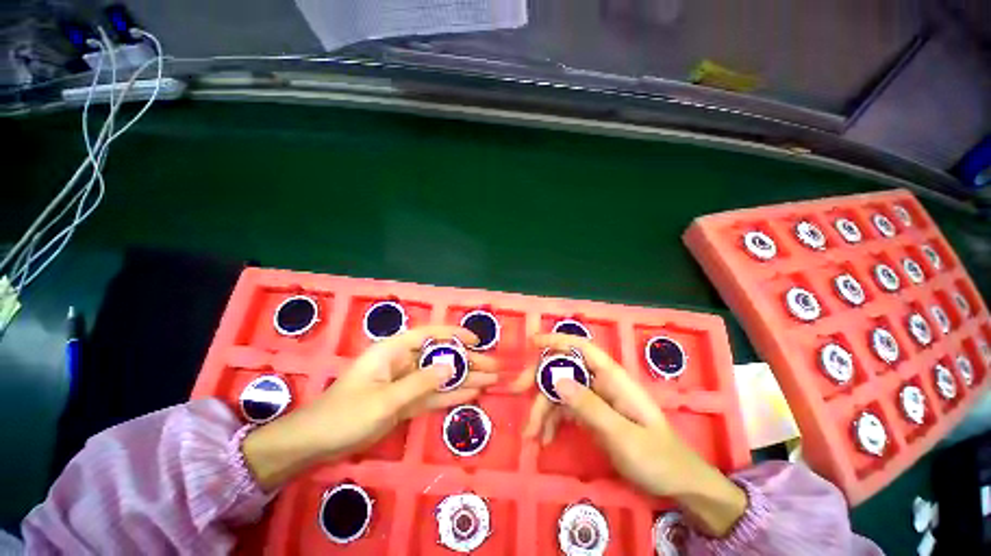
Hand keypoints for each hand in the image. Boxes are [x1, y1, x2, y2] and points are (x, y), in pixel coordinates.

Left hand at [243, 326, 497, 490]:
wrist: (315, 444)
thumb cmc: (345, 414)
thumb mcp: (385, 400)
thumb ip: (420, 382)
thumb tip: (453, 365)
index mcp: (394, 351)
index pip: (430, 334)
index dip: (455, 334)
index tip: (477, 341)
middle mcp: (403, 362)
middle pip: (440, 357)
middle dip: (467, 361)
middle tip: (493, 368)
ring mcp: (406, 382)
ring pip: (440, 376)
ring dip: (464, 378)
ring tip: (490, 380)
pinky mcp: (406, 401)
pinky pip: (433, 395)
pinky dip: (451, 394)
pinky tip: (471, 394)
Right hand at [513, 333, 746, 536]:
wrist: (677, 484)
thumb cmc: (657, 457)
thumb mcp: (622, 435)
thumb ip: (590, 407)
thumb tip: (556, 380)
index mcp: (612, 378)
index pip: (582, 348)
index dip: (557, 340)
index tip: (532, 342)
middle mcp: (601, 383)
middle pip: (564, 369)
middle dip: (539, 379)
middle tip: (518, 392)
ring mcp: (595, 399)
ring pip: (560, 392)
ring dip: (542, 409)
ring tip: (531, 434)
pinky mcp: (591, 415)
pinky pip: (565, 410)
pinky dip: (552, 421)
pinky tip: (544, 439)